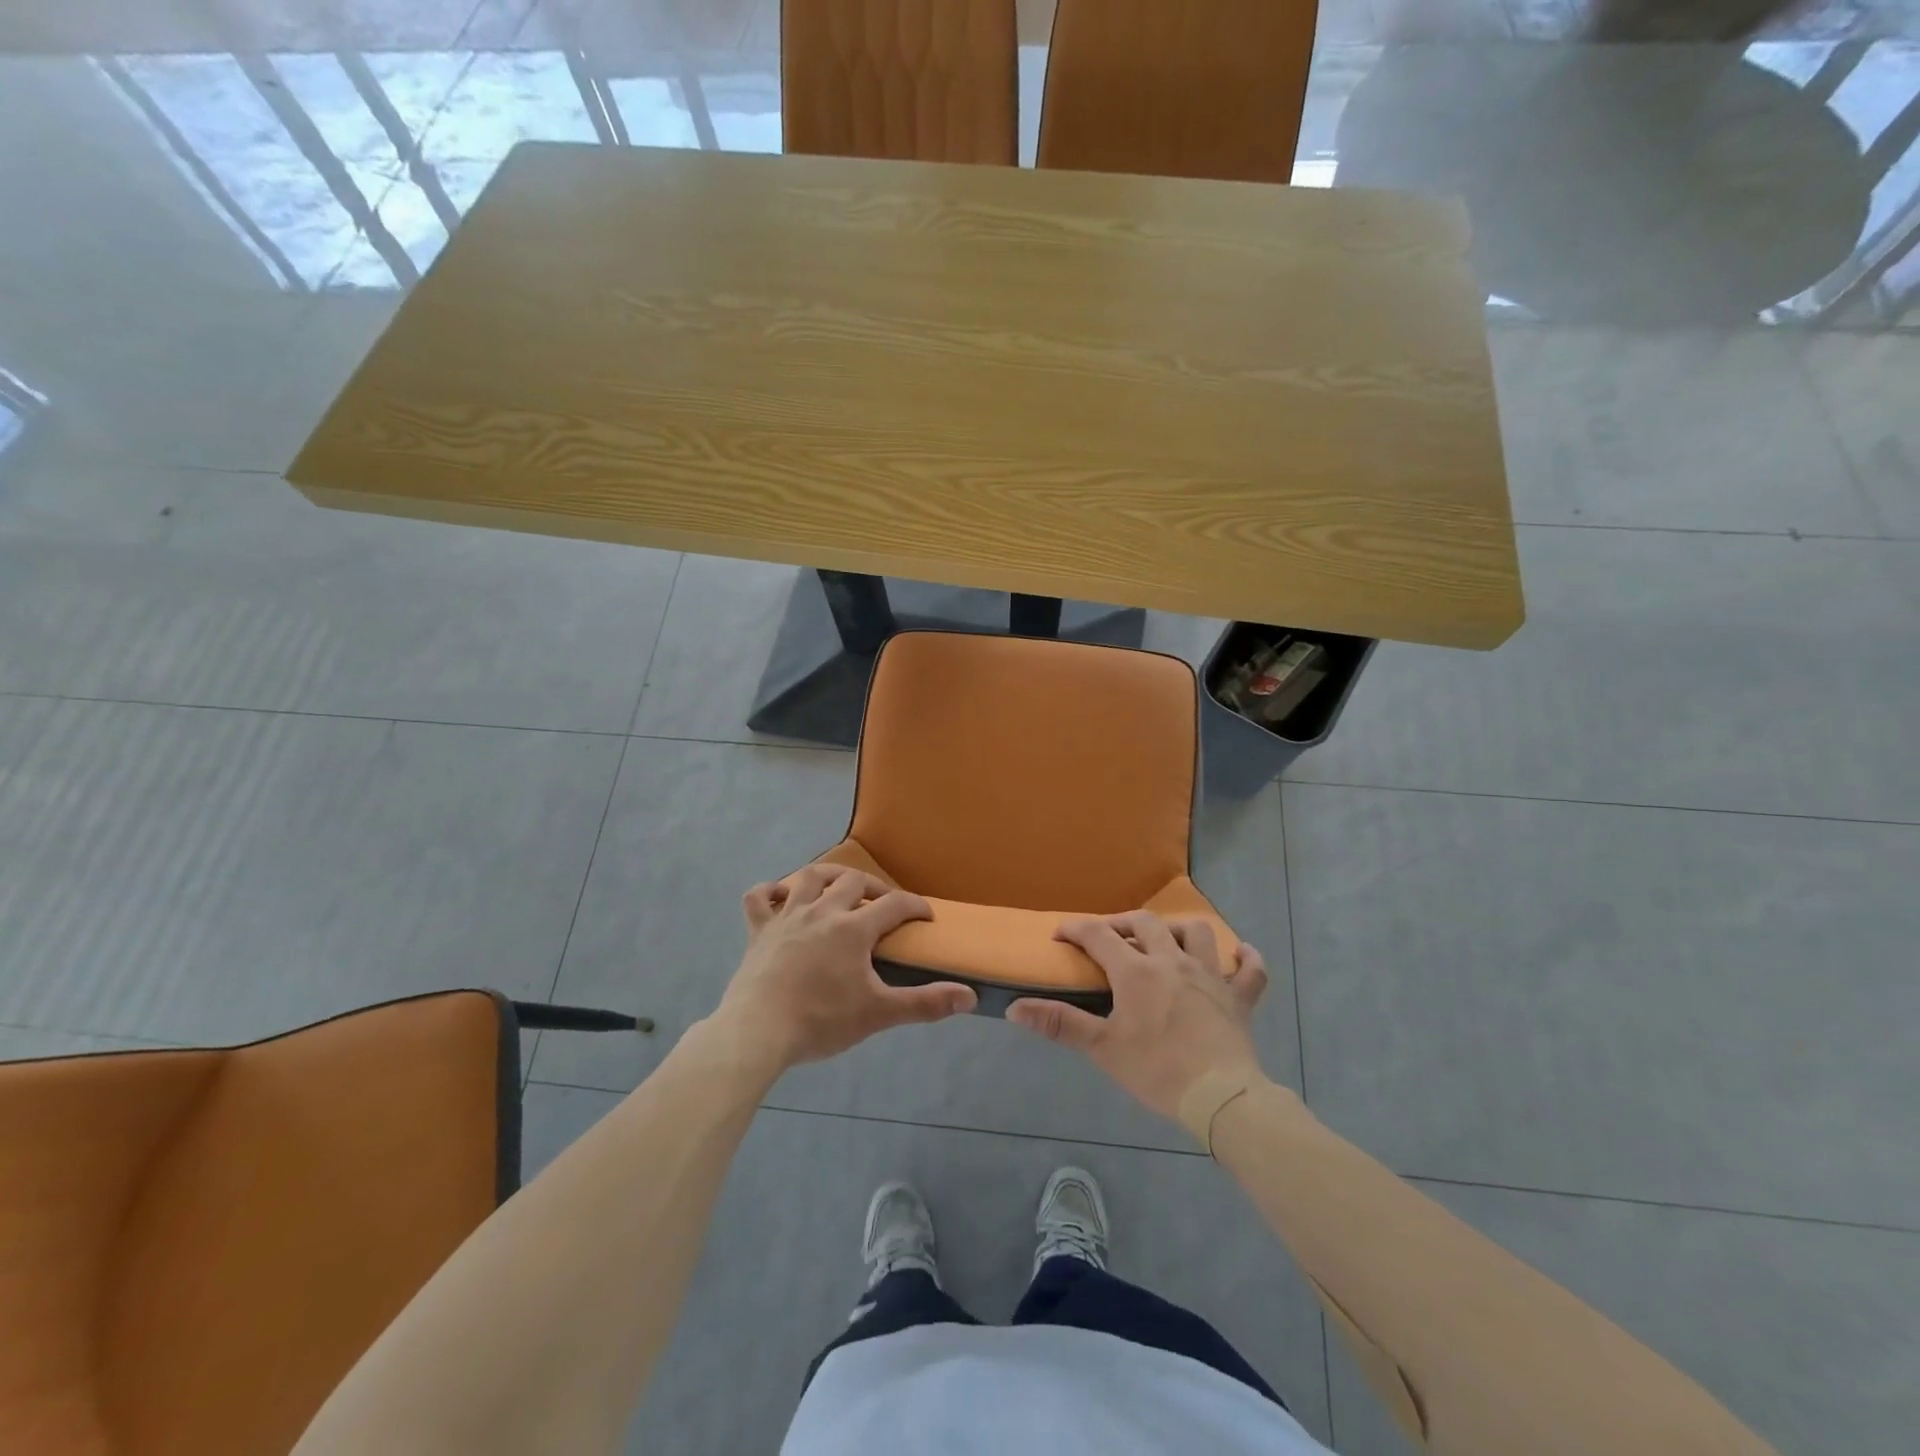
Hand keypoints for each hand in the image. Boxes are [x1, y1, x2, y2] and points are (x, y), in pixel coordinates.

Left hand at [712, 865, 975, 1073]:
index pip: (894, 904)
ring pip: (809, 877)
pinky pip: (758, 898)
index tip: (926, 916)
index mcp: (853, 928)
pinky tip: (779, 897)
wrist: (758, 1031)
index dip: (915, 906)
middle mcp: (821, 912)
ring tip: (839, 886)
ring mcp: (786, 918)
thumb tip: (969, 996)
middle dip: (874, 887)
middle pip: (853, 881)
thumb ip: (925, 1003)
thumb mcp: (878, 1013)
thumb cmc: (821, 1021)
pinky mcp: (758, 931)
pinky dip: (769, 892)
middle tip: (884, 904)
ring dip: (828, 875)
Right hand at [1007, 913, 1267, 1120]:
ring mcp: (1210, 975)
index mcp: (1136, 971)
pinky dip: (1245, 959)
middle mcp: (1172, 961)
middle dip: (1122, 923)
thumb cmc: (1157, 1070)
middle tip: (1109, 937)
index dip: (1076, 930)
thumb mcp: (1102, 1048)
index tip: (1061, 935)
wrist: (1220, 1097)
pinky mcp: (1238, 997)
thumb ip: (1059, 1024)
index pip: (1099, 935)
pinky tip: (1239, 955)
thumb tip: (1015, 1009)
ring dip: (1178, 930)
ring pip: (1196, 932)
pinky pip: (1250, 970)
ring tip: (1166, 941)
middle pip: (1145, 923)